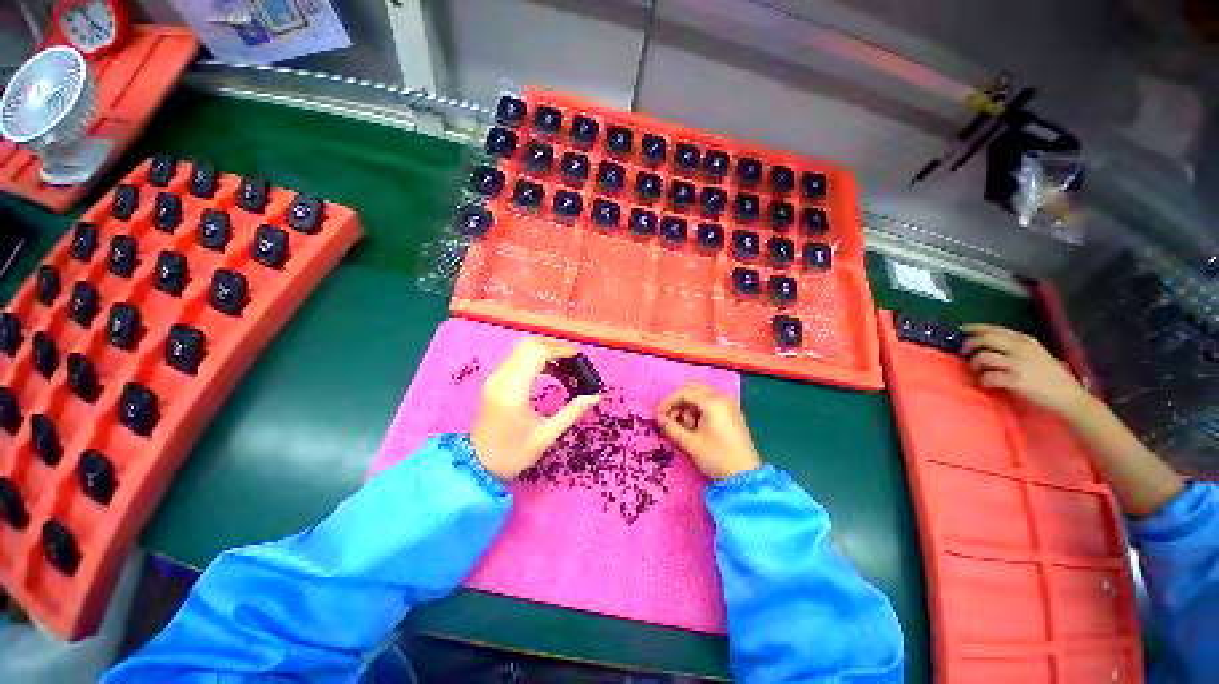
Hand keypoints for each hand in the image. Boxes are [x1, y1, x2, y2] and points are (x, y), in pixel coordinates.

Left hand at [471, 338, 599, 480]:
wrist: (478, 466)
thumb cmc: (513, 454)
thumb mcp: (547, 435)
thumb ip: (572, 412)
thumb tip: (594, 397)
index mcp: (513, 391)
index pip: (536, 353)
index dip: (559, 349)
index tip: (578, 356)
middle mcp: (501, 378)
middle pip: (528, 345)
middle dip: (554, 346)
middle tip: (573, 358)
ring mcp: (495, 378)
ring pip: (521, 349)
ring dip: (545, 351)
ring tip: (566, 363)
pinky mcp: (495, 381)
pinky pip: (517, 359)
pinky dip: (535, 358)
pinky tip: (551, 370)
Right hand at [656, 381, 761, 479]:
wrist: (746, 478)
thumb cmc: (717, 458)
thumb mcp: (691, 443)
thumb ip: (672, 427)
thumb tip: (660, 419)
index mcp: (713, 402)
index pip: (683, 392)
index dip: (667, 403)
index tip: (657, 416)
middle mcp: (722, 397)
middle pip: (692, 388)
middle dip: (678, 402)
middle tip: (670, 419)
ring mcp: (728, 405)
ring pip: (700, 395)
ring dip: (688, 407)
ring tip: (685, 428)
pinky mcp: (731, 413)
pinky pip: (709, 403)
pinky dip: (698, 411)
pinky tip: (695, 428)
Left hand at [961, 324, 1091, 417]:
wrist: (1068, 396)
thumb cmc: (1050, 376)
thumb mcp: (1035, 354)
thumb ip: (1014, 348)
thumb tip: (985, 346)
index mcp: (1025, 340)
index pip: (994, 328)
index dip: (974, 328)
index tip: (960, 329)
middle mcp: (1021, 348)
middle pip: (985, 339)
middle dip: (969, 344)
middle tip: (964, 353)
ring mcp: (1018, 364)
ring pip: (983, 357)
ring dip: (974, 364)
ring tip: (978, 372)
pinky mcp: (1016, 380)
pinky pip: (988, 377)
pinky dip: (983, 381)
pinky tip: (987, 384)